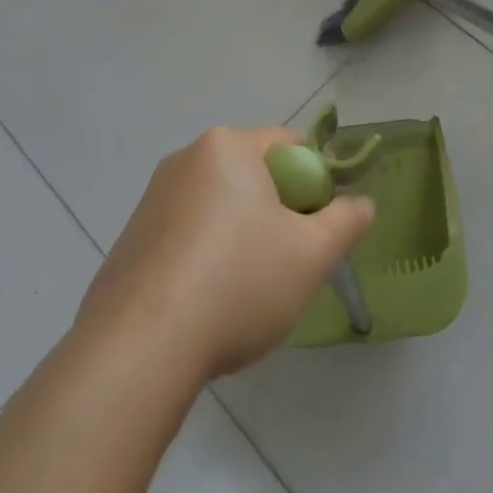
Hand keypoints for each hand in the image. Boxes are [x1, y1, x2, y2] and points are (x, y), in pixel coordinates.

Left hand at [76, 127, 375, 381]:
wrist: (141, 345)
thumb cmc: (238, 284)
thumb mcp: (312, 255)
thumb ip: (346, 221)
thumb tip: (361, 203)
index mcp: (228, 147)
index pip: (289, 146)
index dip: (316, 183)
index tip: (319, 227)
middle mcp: (185, 159)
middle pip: (252, 175)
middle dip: (277, 211)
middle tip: (289, 261)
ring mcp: (152, 198)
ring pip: (218, 206)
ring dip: (241, 235)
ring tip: (246, 290)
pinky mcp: (131, 236)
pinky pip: (185, 233)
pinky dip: (205, 255)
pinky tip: (206, 302)